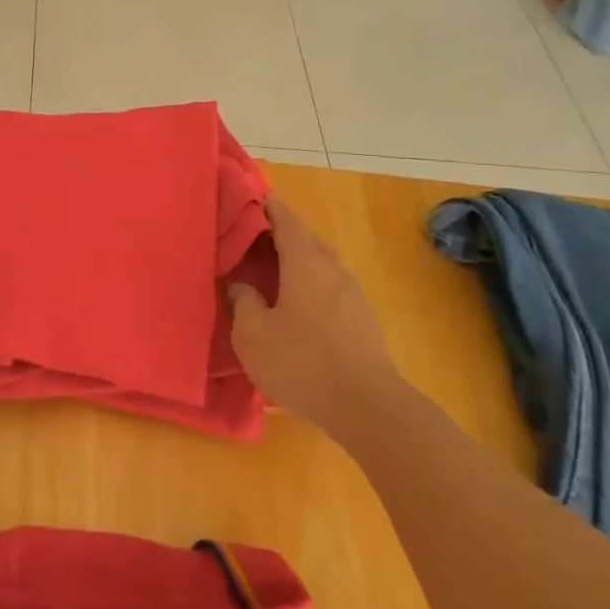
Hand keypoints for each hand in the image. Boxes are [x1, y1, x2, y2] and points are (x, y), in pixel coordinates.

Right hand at [229, 197, 393, 435]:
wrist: (367, 407)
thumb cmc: (302, 363)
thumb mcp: (253, 334)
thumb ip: (243, 302)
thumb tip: (242, 285)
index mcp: (305, 263)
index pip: (286, 221)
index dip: (268, 208)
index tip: (251, 200)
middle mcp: (333, 270)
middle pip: (306, 241)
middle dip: (280, 237)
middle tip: (252, 243)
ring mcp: (353, 296)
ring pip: (321, 266)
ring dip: (297, 264)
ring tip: (271, 277)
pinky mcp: (363, 322)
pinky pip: (331, 290)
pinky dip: (310, 287)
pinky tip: (296, 311)